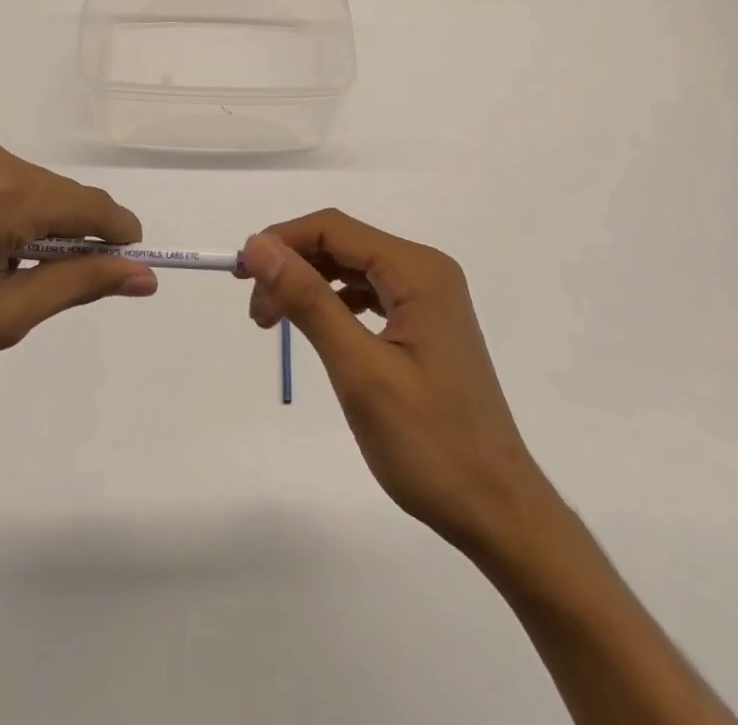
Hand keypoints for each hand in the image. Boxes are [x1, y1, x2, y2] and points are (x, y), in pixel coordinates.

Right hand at [238, 211, 557, 555]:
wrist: (497, 510)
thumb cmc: (430, 443)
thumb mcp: (359, 370)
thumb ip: (309, 301)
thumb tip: (259, 246)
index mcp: (417, 271)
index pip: (335, 228)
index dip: (282, 240)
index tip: (240, 273)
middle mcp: (426, 271)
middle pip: (344, 245)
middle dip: (293, 265)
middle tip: (255, 310)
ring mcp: (430, 298)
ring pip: (354, 269)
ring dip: (310, 285)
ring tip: (274, 321)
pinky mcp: (427, 324)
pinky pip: (371, 295)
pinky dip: (335, 304)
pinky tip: (317, 328)